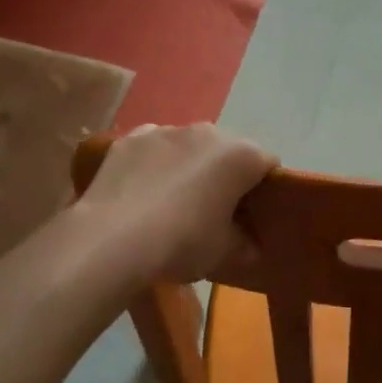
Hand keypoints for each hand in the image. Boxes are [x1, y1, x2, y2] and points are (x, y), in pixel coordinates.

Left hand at [76, 124, 276, 282]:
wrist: (113, 238)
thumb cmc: (183, 242)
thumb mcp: (224, 253)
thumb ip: (245, 245)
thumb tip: (251, 246)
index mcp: (242, 156)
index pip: (268, 165)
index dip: (264, 190)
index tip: (252, 215)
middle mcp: (209, 132)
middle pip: (228, 151)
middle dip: (225, 175)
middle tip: (213, 211)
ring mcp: (167, 130)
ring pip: (189, 146)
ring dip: (189, 166)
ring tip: (171, 203)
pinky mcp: (131, 137)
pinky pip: (153, 148)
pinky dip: (154, 163)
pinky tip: (142, 192)